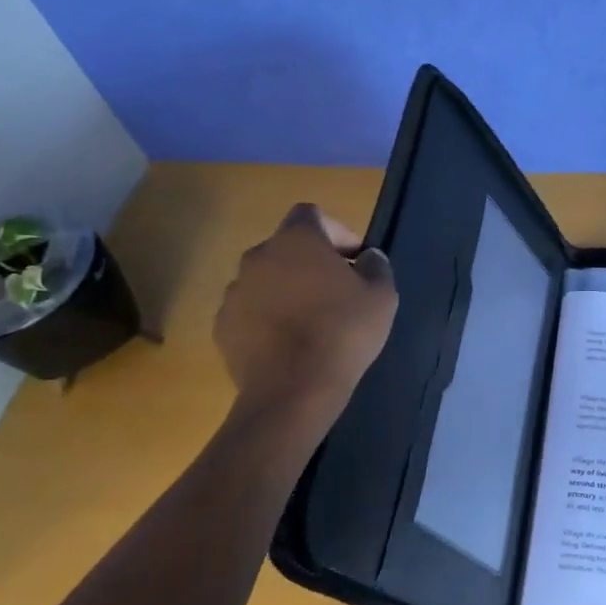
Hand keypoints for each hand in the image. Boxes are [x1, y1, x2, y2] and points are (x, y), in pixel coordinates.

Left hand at [213, 204, 396, 420]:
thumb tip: (368, 257)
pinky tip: (288, 343)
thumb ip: (376, 266)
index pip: (311, 214)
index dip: (336, 231)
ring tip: (311, 320)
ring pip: (266, 279)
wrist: (293, 390)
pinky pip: (250, 310)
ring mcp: (234, 291)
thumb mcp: (382, 296)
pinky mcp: (223, 325)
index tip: (354, 258)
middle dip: (311, 262)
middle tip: (337, 290)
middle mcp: (258, 256)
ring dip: (287, 289)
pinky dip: (268, 317)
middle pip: (286, 247)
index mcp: (297, 241)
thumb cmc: (343, 333)